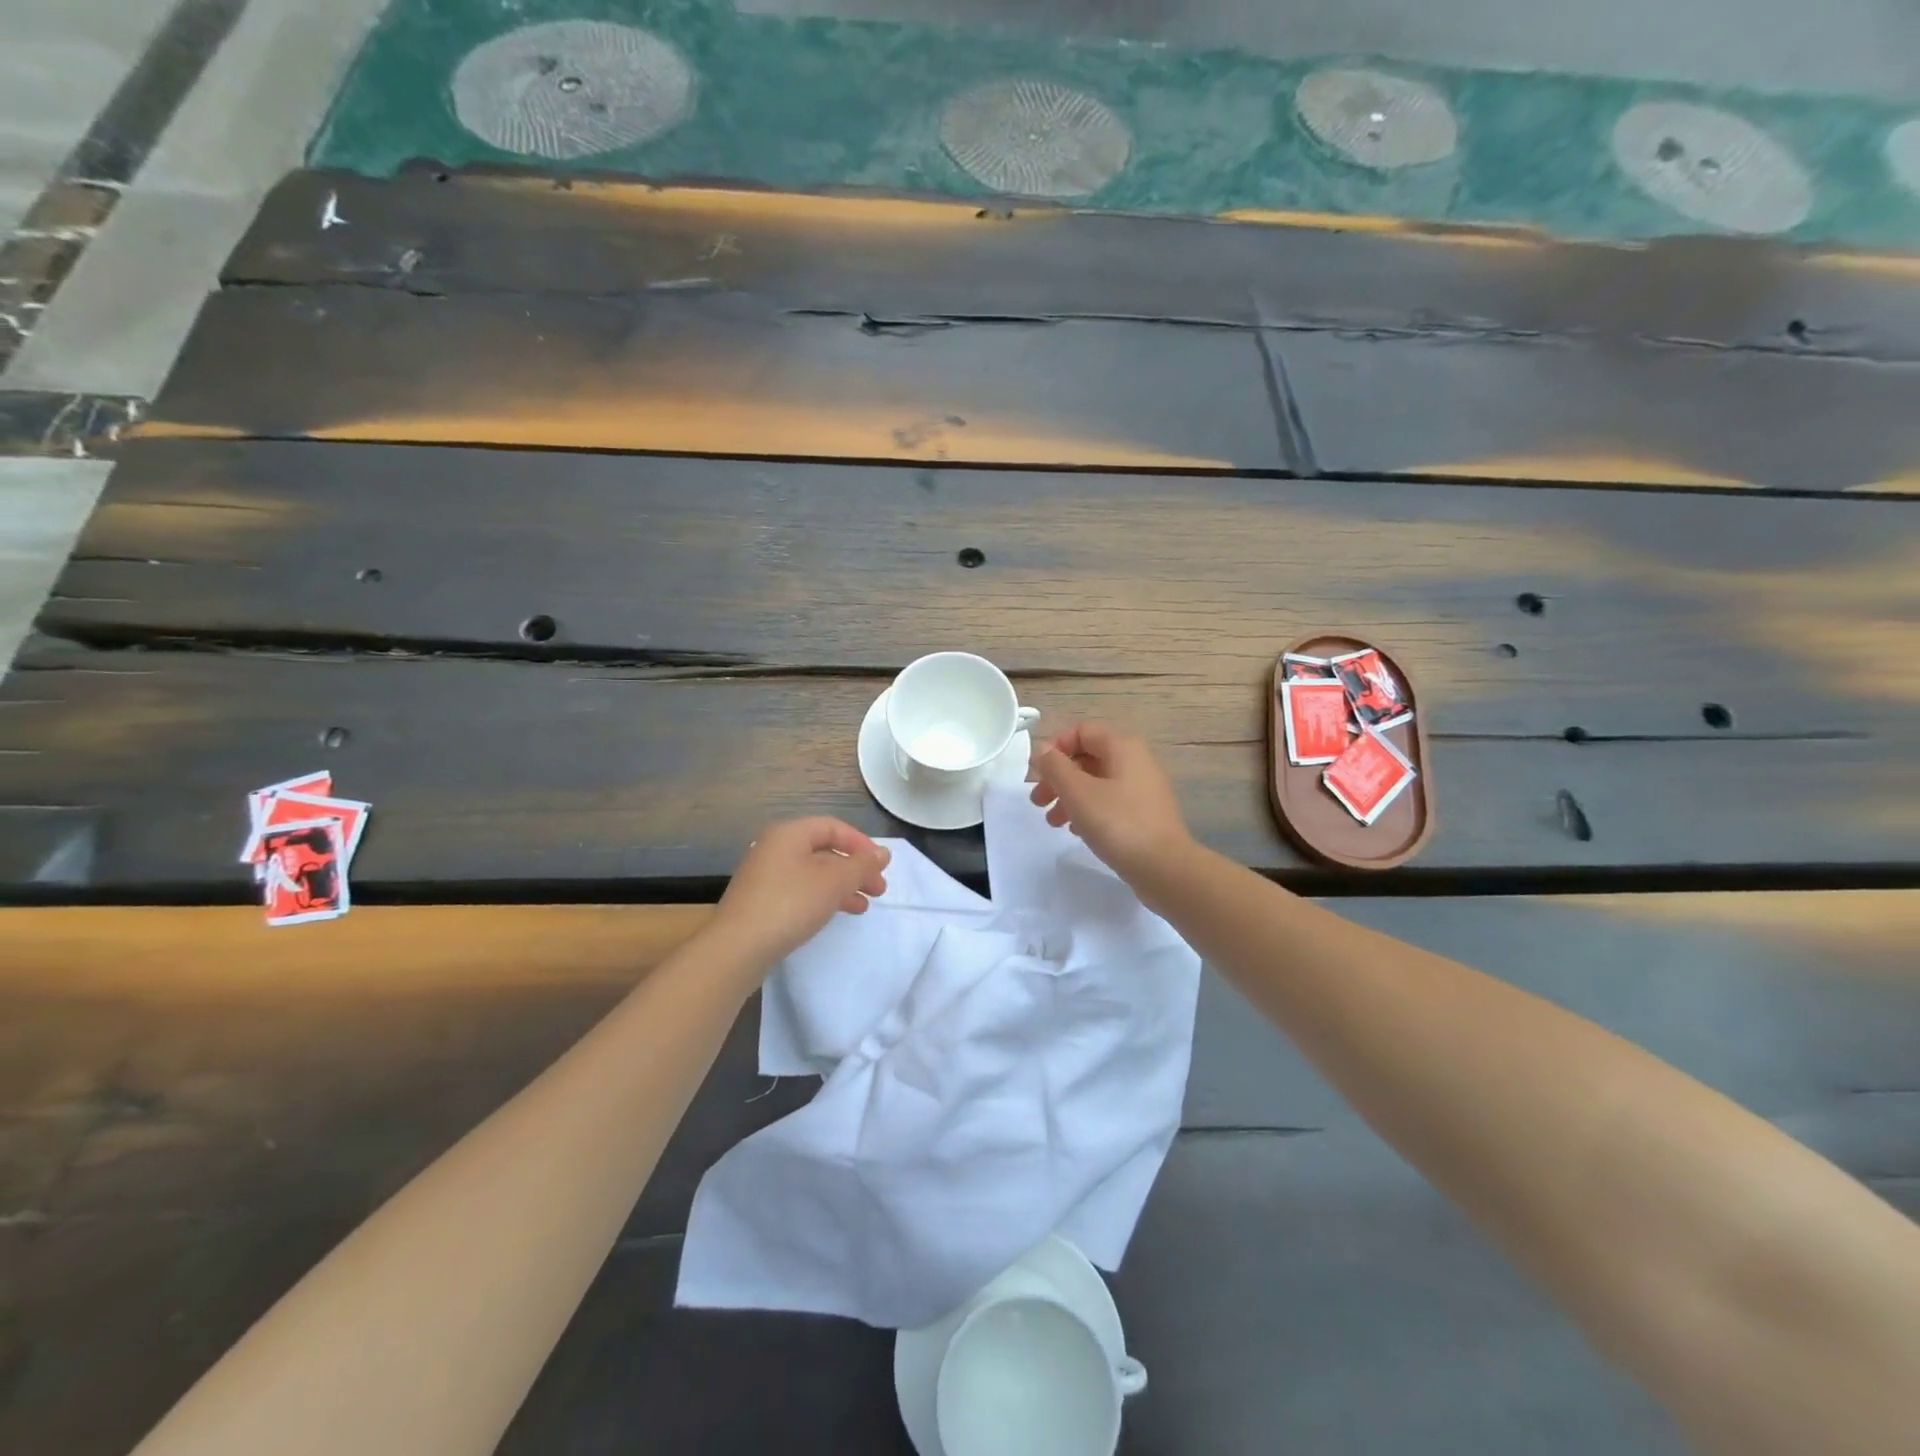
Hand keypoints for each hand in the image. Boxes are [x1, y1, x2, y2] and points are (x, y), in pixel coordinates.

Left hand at [710, 817, 890, 969]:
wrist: (737, 948)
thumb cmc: (790, 904)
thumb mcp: (834, 882)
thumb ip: (862, 865)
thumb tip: (883, 853)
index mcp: (789, 833)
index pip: (833, 827)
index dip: (862, 844)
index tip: (882, 866)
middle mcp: (775, 848)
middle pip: (824, 850)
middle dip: (855, 869)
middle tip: (878, 889)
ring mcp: (765, 875)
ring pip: (814, 873)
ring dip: (842, 886)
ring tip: (863, 906)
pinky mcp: (761, 901)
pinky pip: (800, 890)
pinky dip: (823, 897)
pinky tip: (836, 914)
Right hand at [1029, 721, 1191, 885]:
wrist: (1165, 868)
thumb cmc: (1117, 823)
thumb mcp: (1078, 792)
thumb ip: (1055, 766)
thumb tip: (1041, 748)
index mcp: (1122, 746)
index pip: (1081, 731)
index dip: (1055, 747)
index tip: (1038, 774)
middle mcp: (1135, 760)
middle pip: (1087, 757)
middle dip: (1058, 777)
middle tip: (1037, 801)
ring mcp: (1142, 788)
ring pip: (1096, 782)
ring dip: (1069, 796)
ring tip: (1052, 821)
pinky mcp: (1144, 813)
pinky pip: (1109, 801)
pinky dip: (1088, 810)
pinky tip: (1075, 831)